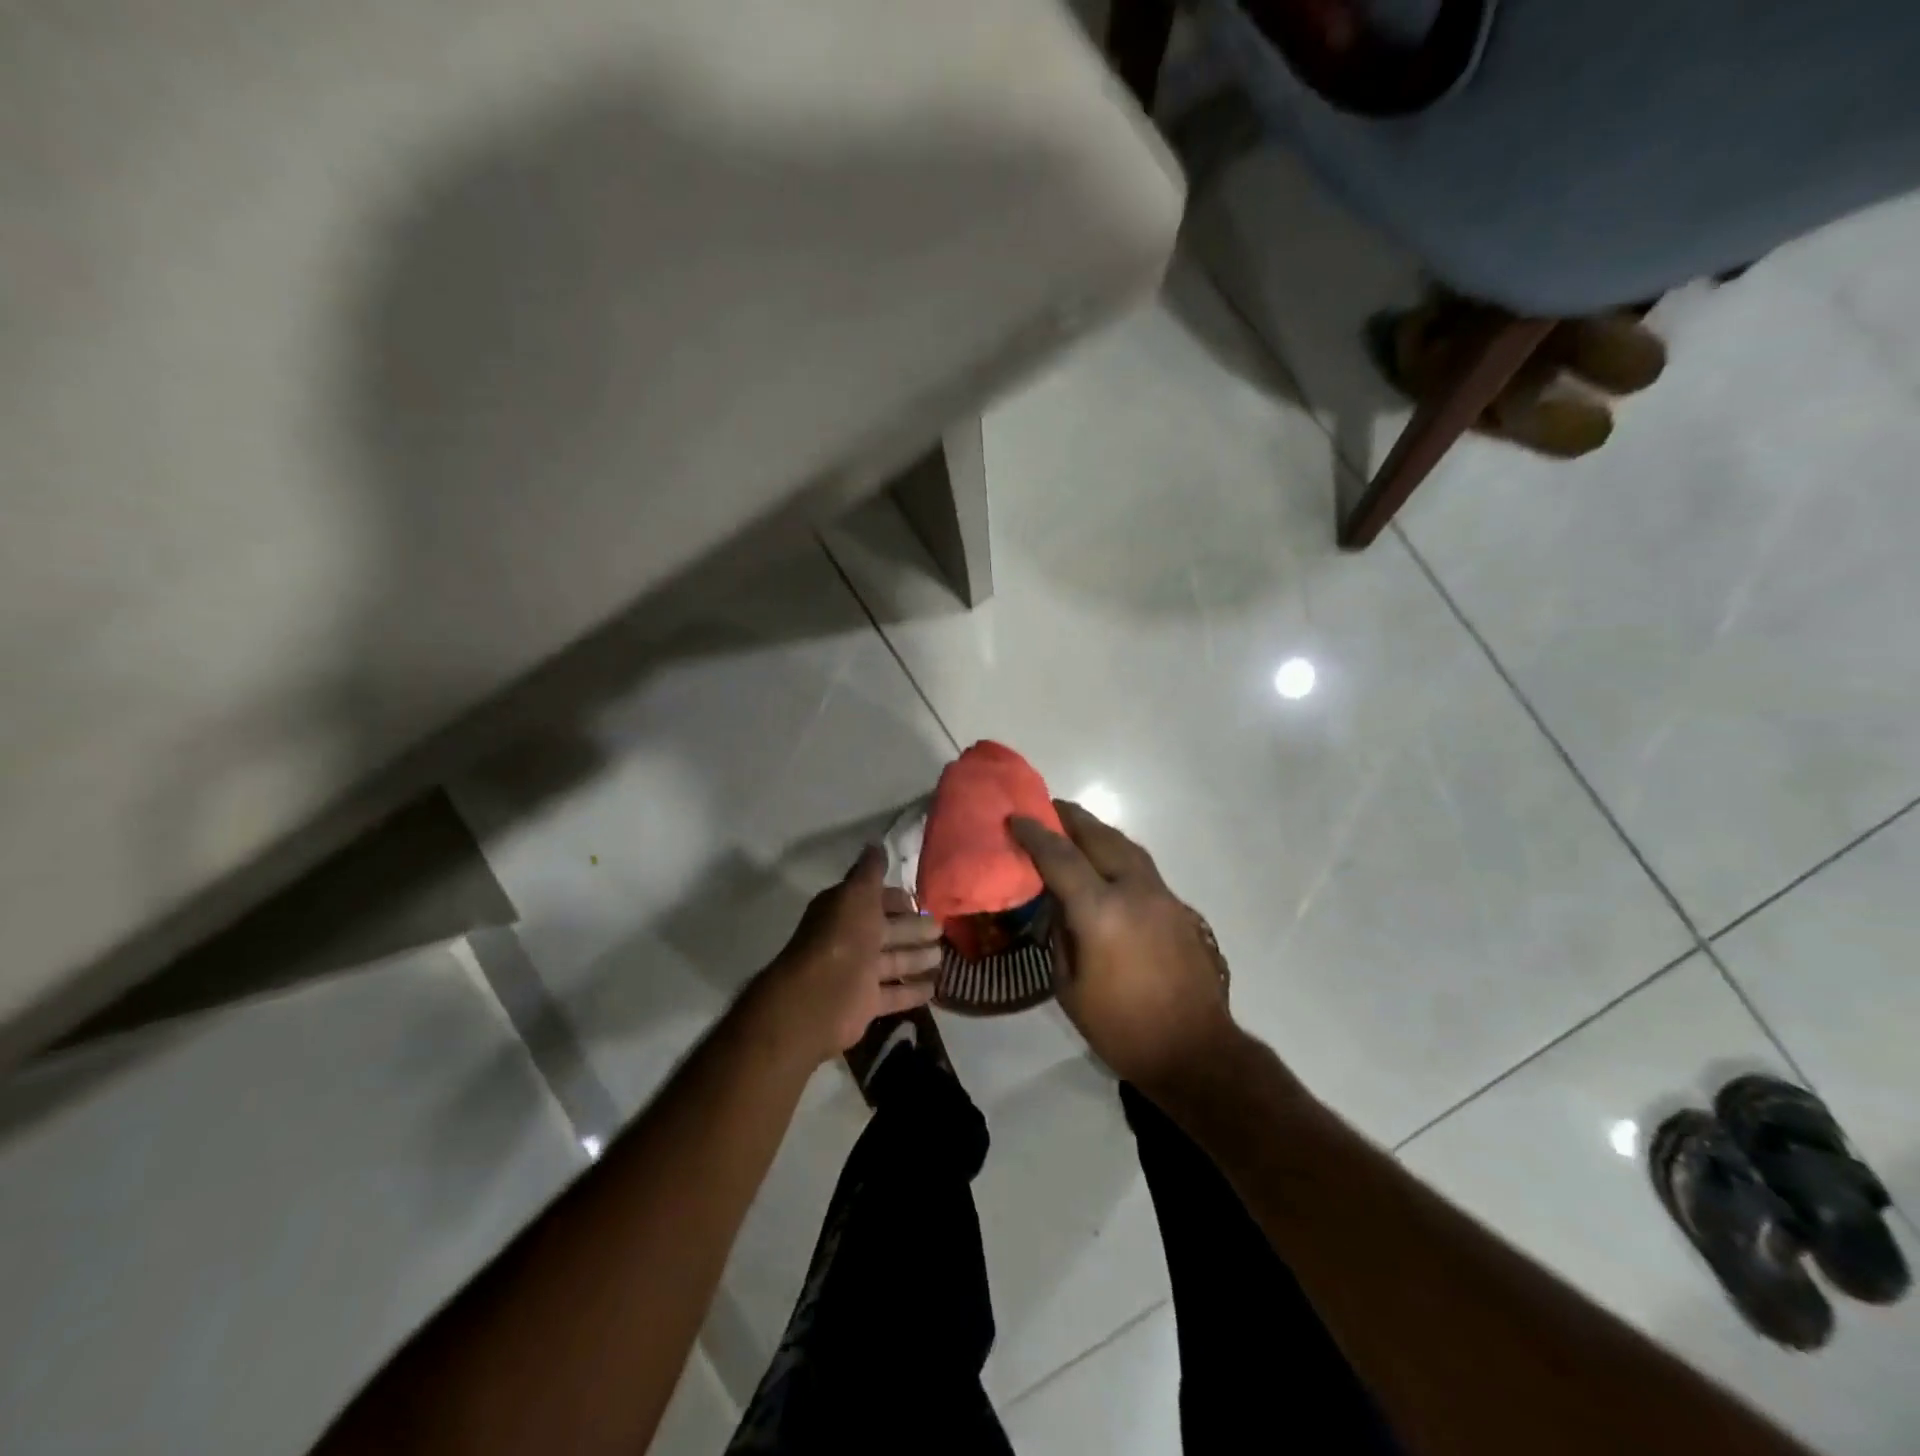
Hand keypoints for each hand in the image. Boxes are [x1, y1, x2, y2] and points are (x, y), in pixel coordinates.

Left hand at [748, 845, 942, 1064]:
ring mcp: (857, 973)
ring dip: (917, 958)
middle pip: (888, 931)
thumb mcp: (857, 895)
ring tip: (944, 956)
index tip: (923, 901)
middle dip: (914, 929)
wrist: (819, 997)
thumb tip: (875, 843)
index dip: (898, 900)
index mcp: (845, 911)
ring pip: (893, 962)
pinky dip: (912, 990)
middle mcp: (850, 940)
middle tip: (942, 928)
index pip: (875, 900)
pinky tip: (935, 987)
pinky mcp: (865, 1003)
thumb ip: (870, 872)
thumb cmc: (842, 938)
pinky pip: (894, 994)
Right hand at [1010, 802, 1235, 1092]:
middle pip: (1099, 837)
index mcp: (1101, 912)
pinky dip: (1117, 852)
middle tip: (1046, 807)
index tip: (1015, 818)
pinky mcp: (1178, 907)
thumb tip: (1058, 904)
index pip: (1061, 857)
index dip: (1035, 834)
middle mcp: (1134, 891)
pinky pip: (1141, 865)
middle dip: (1070, 818)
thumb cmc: (1122, 1027)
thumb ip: (1060, 935)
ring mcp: (1161, 895)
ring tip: (1074, 827)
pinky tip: (1106, 862)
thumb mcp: (1070, 987)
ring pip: (1126, 845)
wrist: (1195, 1050)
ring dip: (1097, 831)